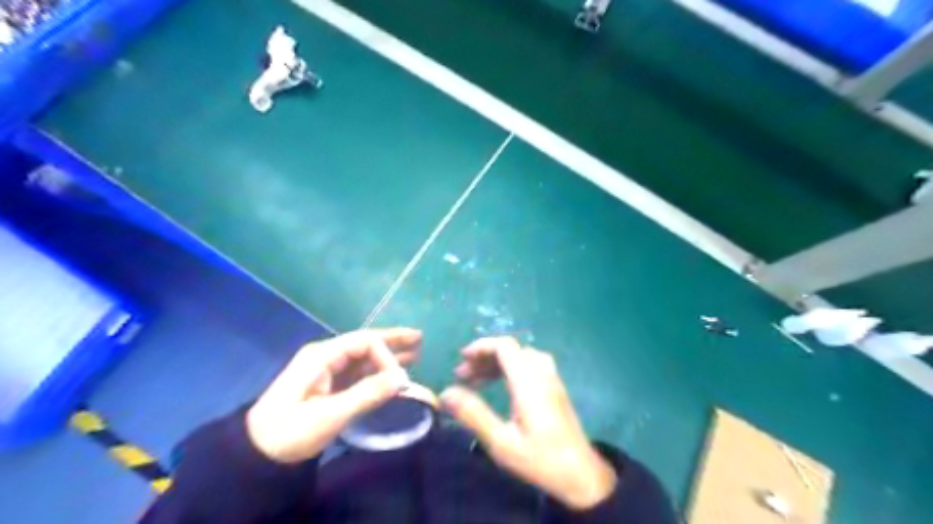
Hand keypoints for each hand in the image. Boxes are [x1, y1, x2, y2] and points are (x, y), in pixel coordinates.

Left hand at [243, 331, 418, 465]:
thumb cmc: (290, 431)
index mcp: (322, 355)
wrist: (256, 453)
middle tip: (419, 338)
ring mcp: (327, 370)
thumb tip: (403, 378)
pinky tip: (392, 373)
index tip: (399, 380)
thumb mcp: (330, 414)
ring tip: (415, 352)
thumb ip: (368, 394)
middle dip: (392, 341)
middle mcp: (326, 356)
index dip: (386, 355)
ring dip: (387, 355)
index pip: (364, 343)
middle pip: (365, 343)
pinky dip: (377, 371)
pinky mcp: (328, 385)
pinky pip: (358, 372)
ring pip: (364, 357)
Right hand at [442, 335, 618, 511]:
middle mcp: (542, 374)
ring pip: (522, 357)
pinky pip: (531, 365)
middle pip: (512, 349)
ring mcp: (552, 380)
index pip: (505, 346)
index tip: (461, 360)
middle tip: (462, 375)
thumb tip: (446, 393)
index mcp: (529, 382)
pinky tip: (501, 386)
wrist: (582, 475)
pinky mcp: (556, 389)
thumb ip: (474, 414)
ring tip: (476, 381)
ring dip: (497, 362)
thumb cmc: (540, 459)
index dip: (481, 347)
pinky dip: (511, 368)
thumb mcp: (501, 442)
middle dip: (485, 357)